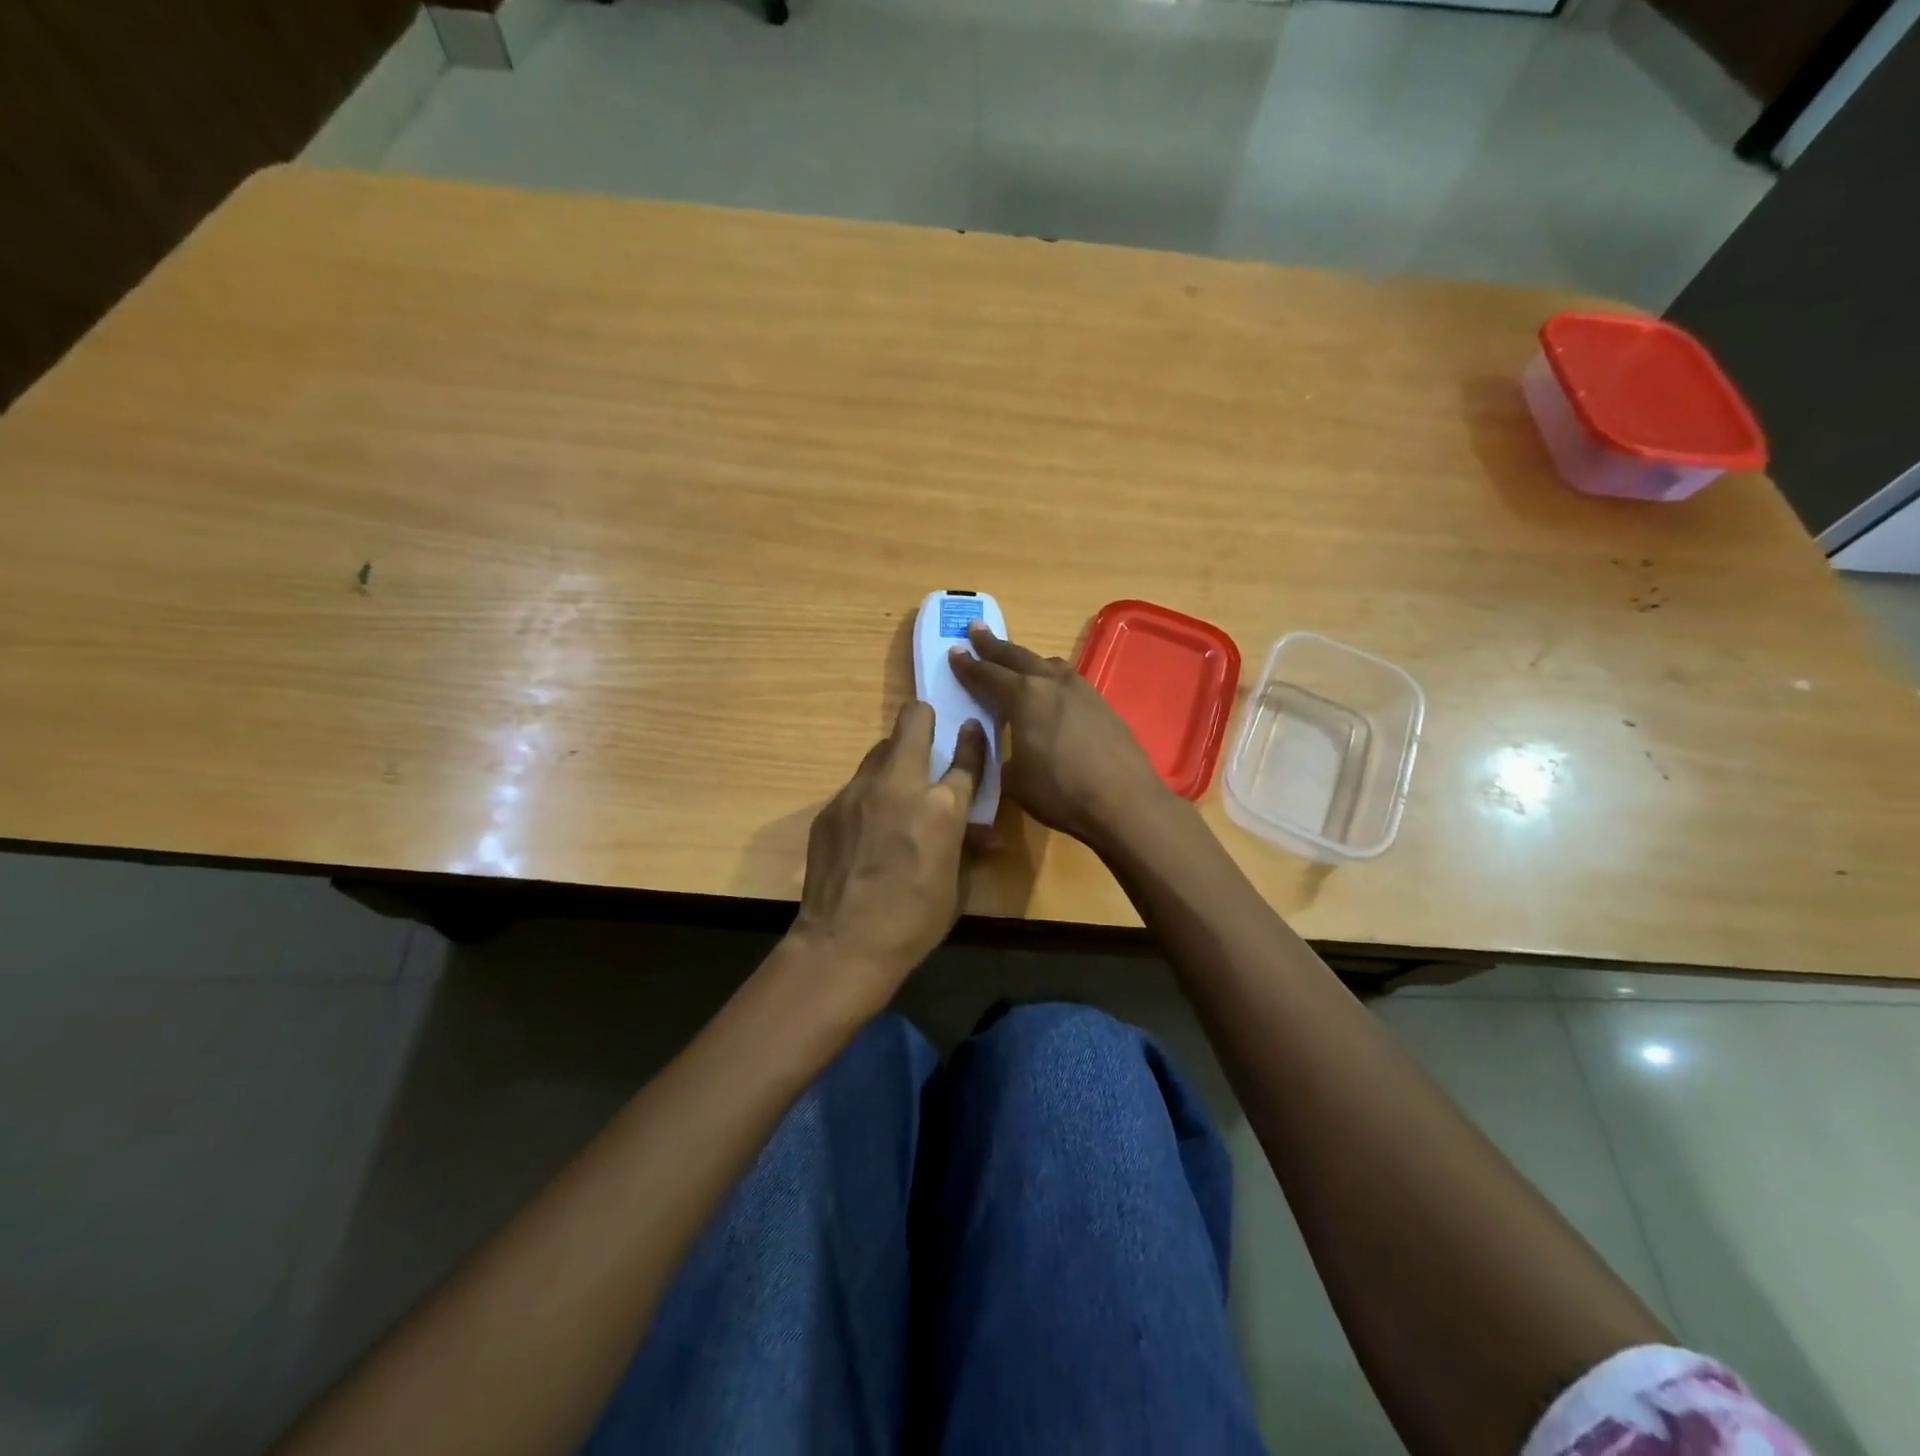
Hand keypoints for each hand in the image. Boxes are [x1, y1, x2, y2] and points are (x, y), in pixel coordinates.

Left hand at [788, 700, 986, 1008]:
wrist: (844, 944)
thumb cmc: (914, 921)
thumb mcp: (956, 886)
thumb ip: (968, 847)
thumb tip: (986, 836)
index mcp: (942, 806)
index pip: (965, 757)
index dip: (973, 741)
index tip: (972, 729)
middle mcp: (900, 785)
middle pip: (913, 721)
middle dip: (924, 720)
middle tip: (928, 739)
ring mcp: (858, 792)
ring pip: (879, 751)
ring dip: (894, 761)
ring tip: (895, 792)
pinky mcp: (830, 807)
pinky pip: (856, 786)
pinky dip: (869, 795)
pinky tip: (866, 829)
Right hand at [948, 622, 1170, 847]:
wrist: (1125, 802)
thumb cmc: (1061, 792)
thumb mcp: (1015, 780)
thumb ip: (1003, 756)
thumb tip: (1007, 748)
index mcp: (1024, 697)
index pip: (988, 675)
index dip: (968, 665)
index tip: (954, 651)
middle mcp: (1052, 683)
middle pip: (1018, 657)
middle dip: (994, 645)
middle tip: (976, 629)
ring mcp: (1082, 690)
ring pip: (1048, 664)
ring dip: (1027, 659)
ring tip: (1015, 659)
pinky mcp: (1102, 704)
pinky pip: (1068, 680)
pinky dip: (1051, 678)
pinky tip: (1051, 690)